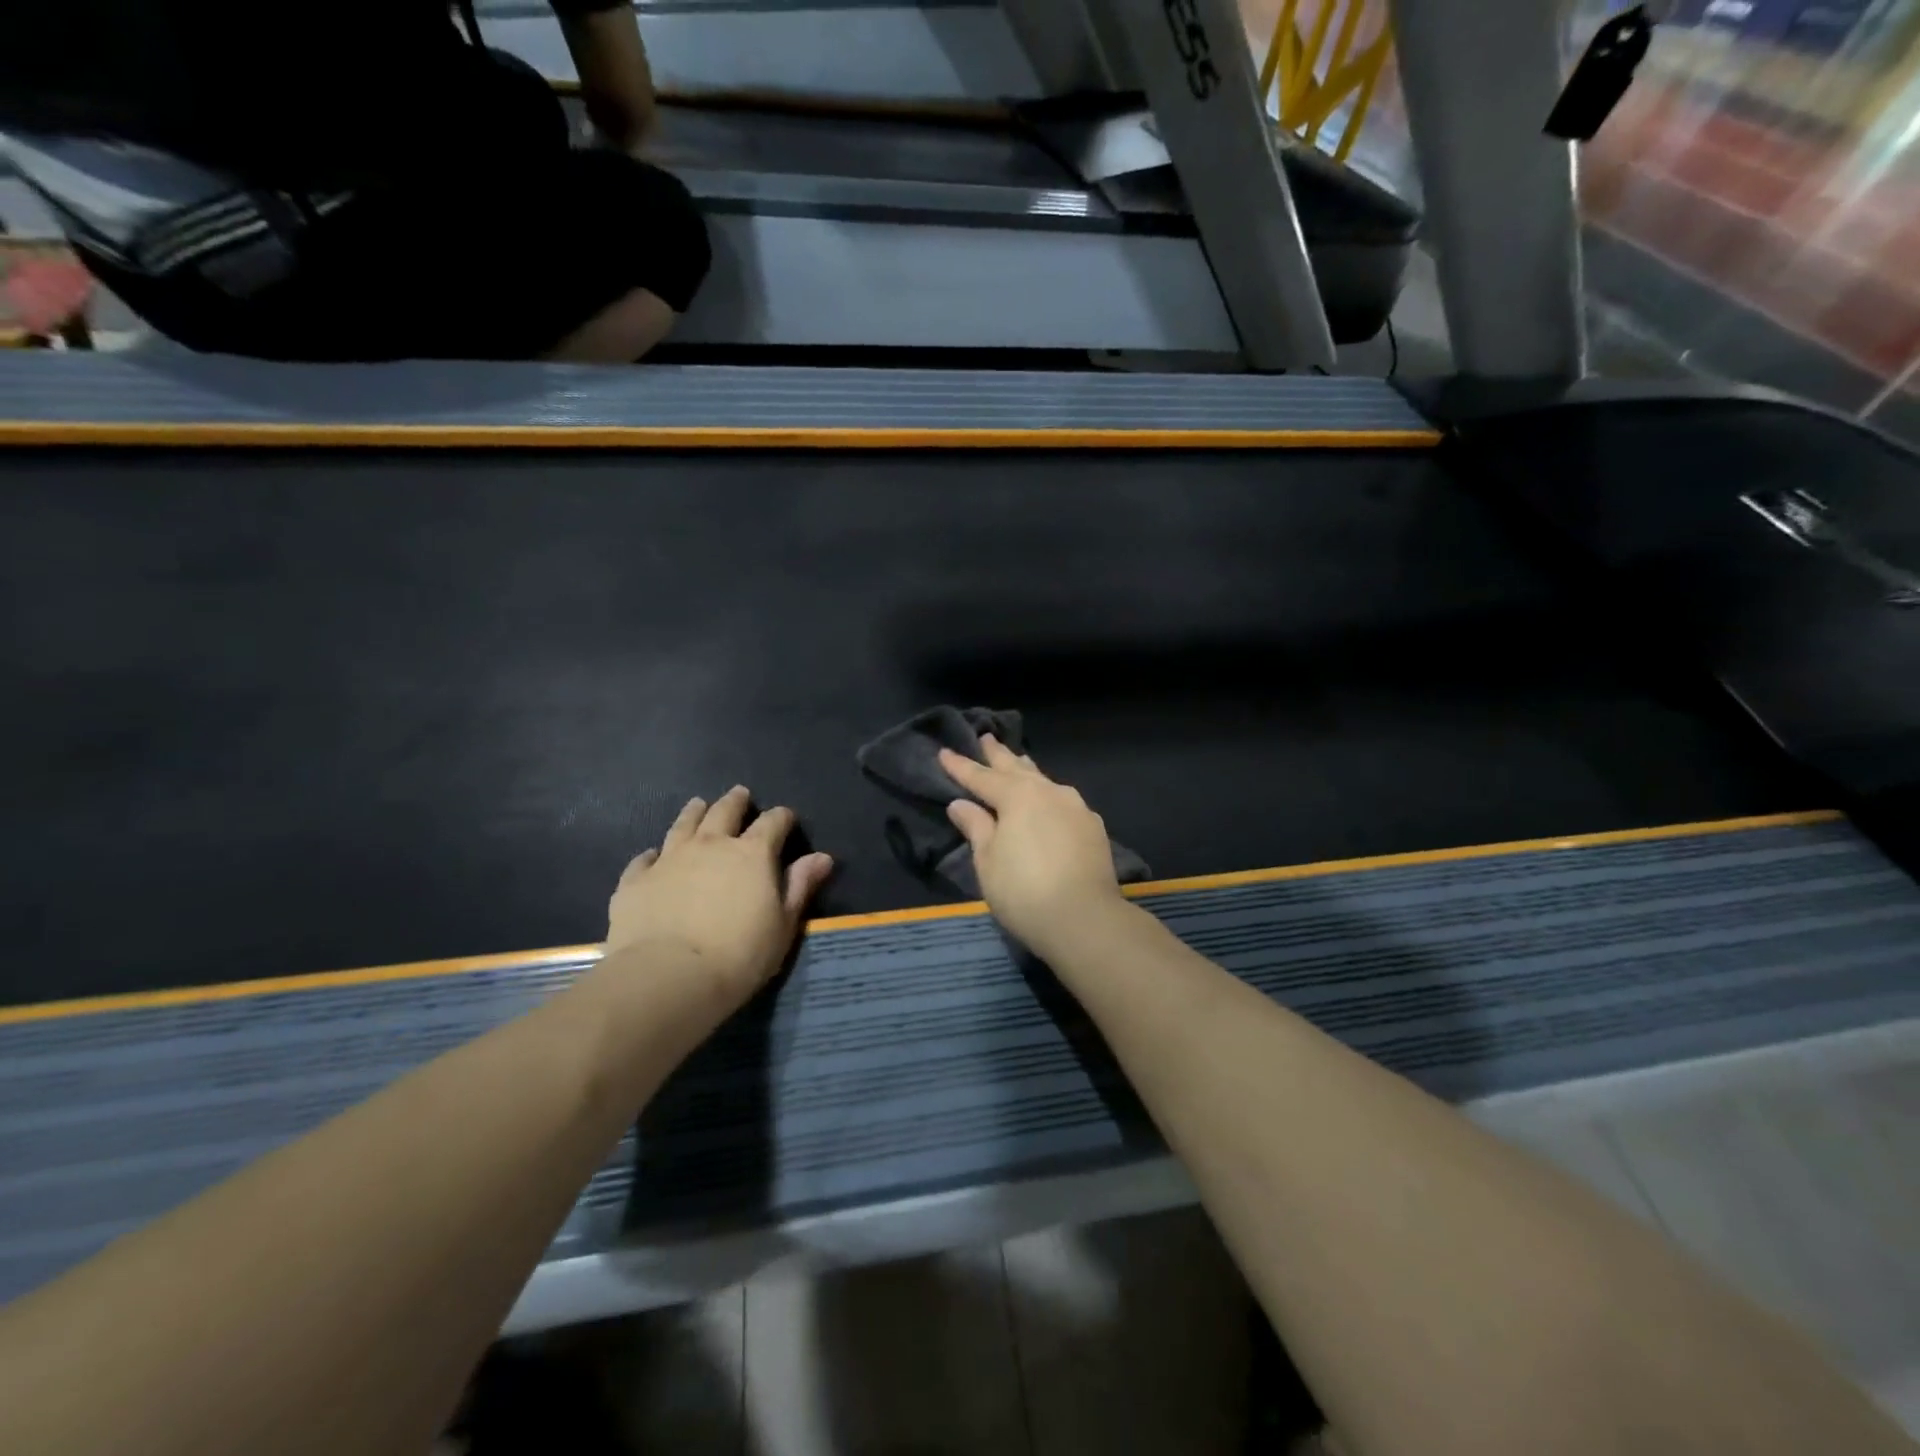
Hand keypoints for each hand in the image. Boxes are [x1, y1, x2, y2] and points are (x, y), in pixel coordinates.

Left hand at [604, 786, 834, 1010]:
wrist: (667, 977)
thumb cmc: (739, 955)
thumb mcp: (783, 925)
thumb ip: (800, 887)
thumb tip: (822, 857)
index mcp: (752, 854)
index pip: (772, 823)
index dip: (781, 818)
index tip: (786, 819)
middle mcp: (711, 845)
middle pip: (725, 811)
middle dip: (736, 802)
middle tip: (740, 795)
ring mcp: (669, 859)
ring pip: (684, 824)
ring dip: (694, 812)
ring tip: (699, 804)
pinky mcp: (636, 880)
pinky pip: (644, 859)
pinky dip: (652, 854)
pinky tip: (652, 855)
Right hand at [938, 738, 1127, 953]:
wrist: (1085, 919)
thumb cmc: (1023, 892)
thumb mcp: (988, 861)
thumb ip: (976, 827)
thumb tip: (960, 804)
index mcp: (1017, 796)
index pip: (981, 777)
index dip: (960, 766)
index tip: (943, 752)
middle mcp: (1048, 792)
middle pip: (1017, 768)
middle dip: (998, 754)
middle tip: (986, 737)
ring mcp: (1075, 807)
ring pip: (1044, 780)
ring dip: (1027, 770)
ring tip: (1018, 760)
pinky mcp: (1093, 827)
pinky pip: (1063, 800)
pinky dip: (1048, 794)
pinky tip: (1049, 800)